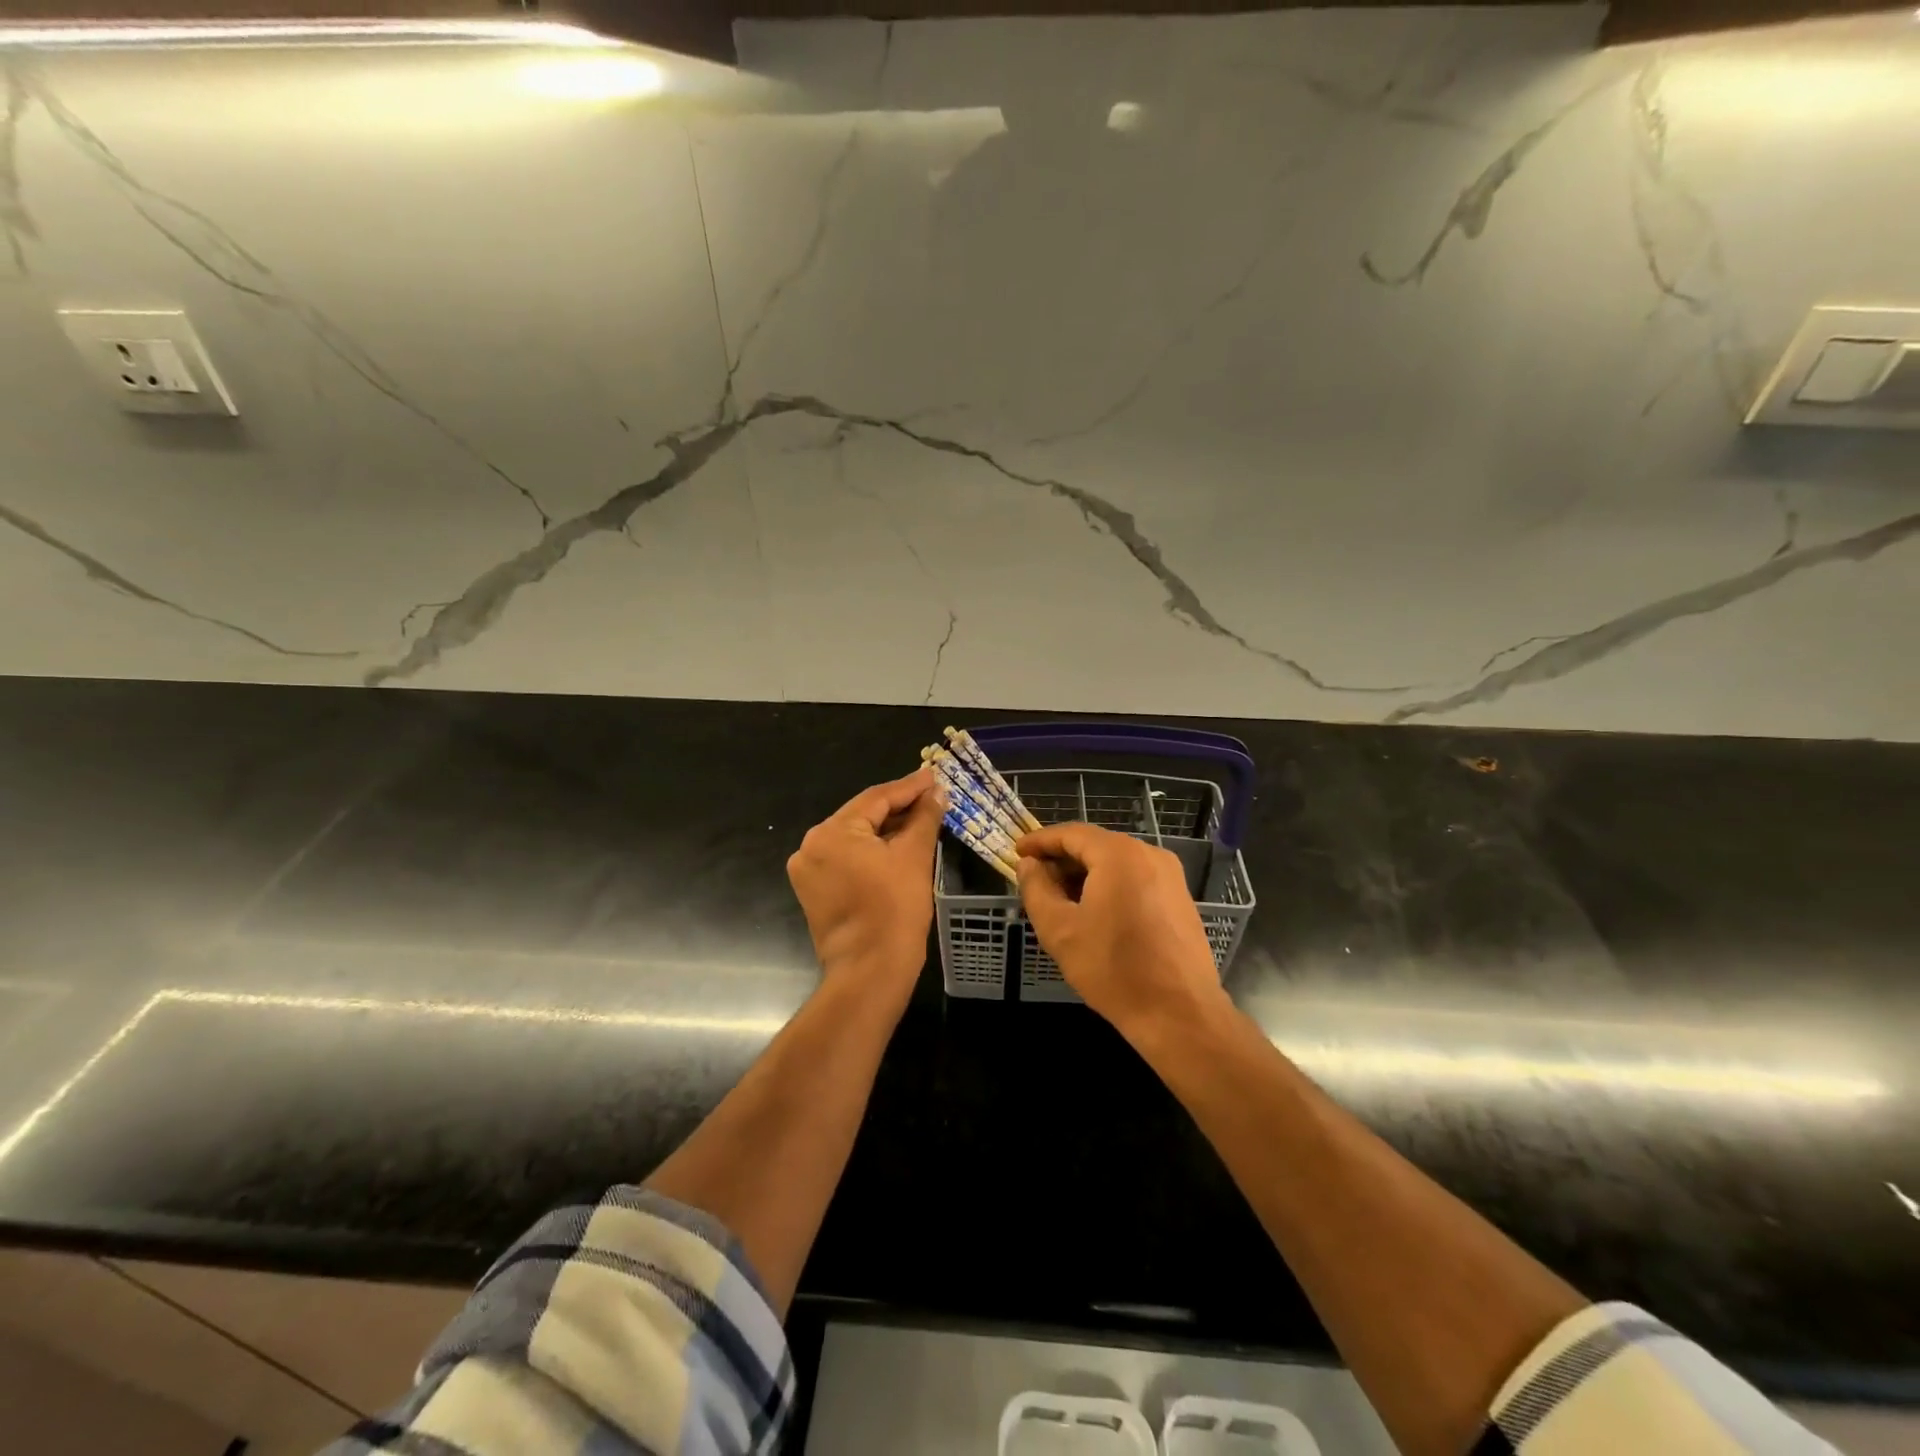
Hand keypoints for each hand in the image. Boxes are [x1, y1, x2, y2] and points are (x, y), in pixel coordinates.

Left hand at [787, 768, 943, 1007]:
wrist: (870, 972)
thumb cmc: (895, 911)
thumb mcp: (915, 856)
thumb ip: (924, 817)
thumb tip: (936, 791)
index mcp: (831, 832)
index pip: (876, 798)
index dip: (909, 787)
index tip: (934, 776)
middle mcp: (811, 846)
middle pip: (862, 816)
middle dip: (899, 808)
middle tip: (932, 798)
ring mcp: (809, 871)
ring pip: (855, 839)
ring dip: (887, 830)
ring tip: (921, 820)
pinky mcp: (814, 891)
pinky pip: (847, 859)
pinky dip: (872, 852)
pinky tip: (899, 847)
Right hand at [1016, 822, 1225, 1036]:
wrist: (1179, 1014)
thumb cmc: (1113, 969)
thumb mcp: (1059, 929)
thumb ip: (1036, 889)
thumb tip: (1029, 865)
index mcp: (1119, 854)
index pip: (1071, 833)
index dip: (1040, 841)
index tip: (1017, 851)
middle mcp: (1149, 854)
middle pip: (1096, 846)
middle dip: (1062, 860)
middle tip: (1035, 880)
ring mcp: (1170, 876)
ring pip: (1116, 863)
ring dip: (1085, 875)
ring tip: (1060, 900)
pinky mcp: (1180, 899)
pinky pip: (1136, 880)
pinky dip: (1110, 887)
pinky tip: (1094, 914)